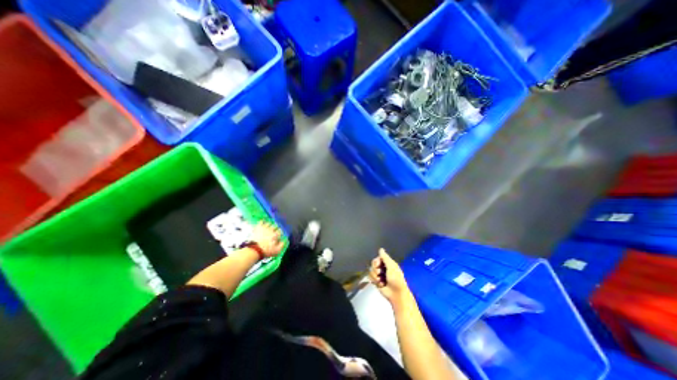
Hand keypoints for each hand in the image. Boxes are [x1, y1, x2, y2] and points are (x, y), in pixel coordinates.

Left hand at [247, 223, 282, 257]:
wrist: (254, 250)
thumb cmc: (266, 251)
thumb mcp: (277, 250)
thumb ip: (282, 245)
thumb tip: (285, 240)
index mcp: (275, 235)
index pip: (280, 231)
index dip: (280, 233)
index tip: (279, 235)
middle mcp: (270, 230)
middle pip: (275, 226)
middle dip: (276, 228)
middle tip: (275, 231)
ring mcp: (264, 228)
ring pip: (269, 223)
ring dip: (270, 225)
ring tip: (269, 227)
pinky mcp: (258, 228)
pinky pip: (261, 222)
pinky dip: (262, 221)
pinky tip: (263, 222)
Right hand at [369, 247, 412, 303]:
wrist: (396, 294)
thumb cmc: (396, 279)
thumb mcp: (391, 266)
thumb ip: (385, 257)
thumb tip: (381, 249)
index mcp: (388, 264)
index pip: (378, 258)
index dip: (376, 261)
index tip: (378, 265)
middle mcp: (383, 268)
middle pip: (373, 264)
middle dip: (375, 269)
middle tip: (379, 273)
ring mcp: (379, 275)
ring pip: (371, 271)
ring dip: (375, 276)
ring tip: (381, 281)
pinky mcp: (376, 282)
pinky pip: (370, 277)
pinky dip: (374, 281)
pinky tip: (380, 284)